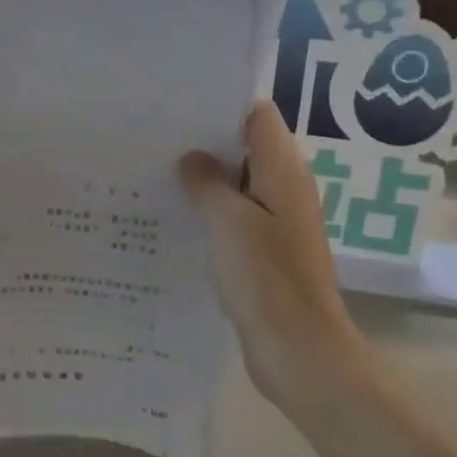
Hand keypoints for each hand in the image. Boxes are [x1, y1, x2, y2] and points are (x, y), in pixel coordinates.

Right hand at [180, 102, 370, 410]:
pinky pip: (236, 217)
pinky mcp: (266, 252)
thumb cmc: (266, 278)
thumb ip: (207, 182)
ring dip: (206, 179)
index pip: (258, 115)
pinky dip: (211, 211)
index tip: (179, 104)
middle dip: (206, 141)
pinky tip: (176, 215)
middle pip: (246, 147)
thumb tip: (193, 158)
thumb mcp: (228, 221)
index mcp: (284, 171)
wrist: (300, 352)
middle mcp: (286, 189)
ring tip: (156, 170)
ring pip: (239, 184)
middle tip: (156, 136)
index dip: (222, 104)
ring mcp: (277, 222)